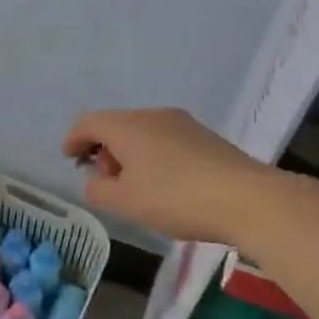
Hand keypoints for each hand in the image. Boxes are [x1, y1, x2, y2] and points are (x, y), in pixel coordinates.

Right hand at [62, 107, 261, 243]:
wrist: (249, 199)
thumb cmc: (176, 198)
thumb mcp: (126, 202)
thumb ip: (99, 190)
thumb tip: (95, 181)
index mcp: (127, 126)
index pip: (88, 122)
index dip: (74, 139)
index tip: (70, 158)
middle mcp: (152, 115)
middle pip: (116, 125)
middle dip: (103, 151)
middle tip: (105, 182)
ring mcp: (182, 123)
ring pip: (142, 133)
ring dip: (129, 155)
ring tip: (135, 188)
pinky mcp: (205, 137)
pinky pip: (165, 140)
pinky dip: (152, 156)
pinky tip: (163, 185)